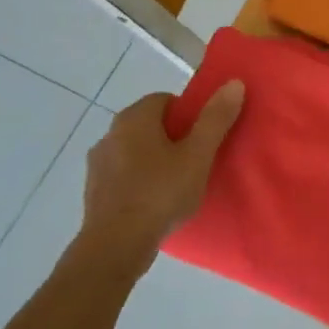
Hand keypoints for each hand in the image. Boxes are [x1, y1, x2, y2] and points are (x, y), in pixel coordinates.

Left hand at [76, 82, 243, 280]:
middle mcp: (110, 133)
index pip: (166, 100)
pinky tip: (155, 202)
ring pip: (135, 150)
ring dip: (154, 159)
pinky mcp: (94, 190)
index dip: (189, 115)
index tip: (202, 139)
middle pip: (150, 124)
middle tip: (195, 161)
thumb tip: (234, 83)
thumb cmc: (160, 193)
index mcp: (134, 118)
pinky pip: (123, 174)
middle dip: (173, 137)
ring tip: (177, 184)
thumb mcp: (198, 156)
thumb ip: (215, 119)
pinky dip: (139, 180)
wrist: (115, 245)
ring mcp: (98, 162)